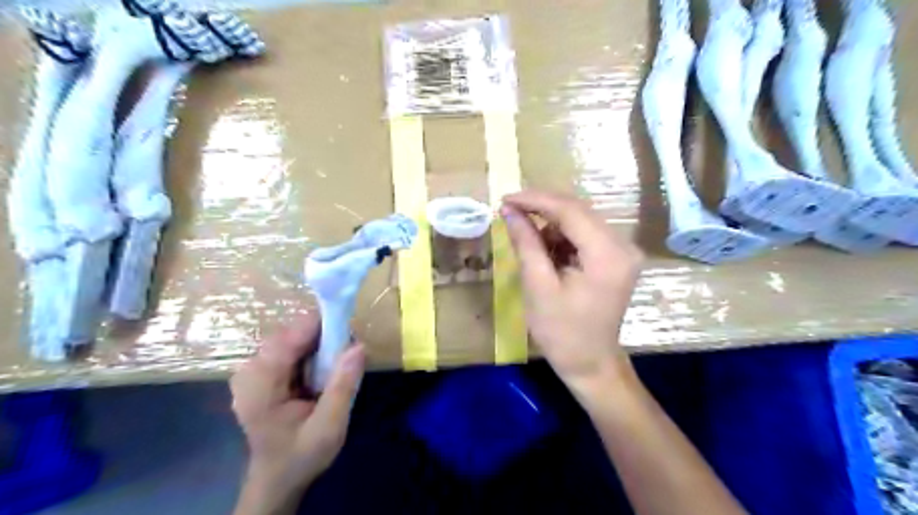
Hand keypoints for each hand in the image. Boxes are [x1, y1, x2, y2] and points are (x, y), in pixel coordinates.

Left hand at [231, 313, 364, 510]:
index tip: (349, 330)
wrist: (277, 478)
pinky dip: (309, 351)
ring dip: (317, 344)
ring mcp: (251, 370)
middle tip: (346, 353)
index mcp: (259, 385)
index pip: (290, 337)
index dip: (321, 326)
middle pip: (290, 333)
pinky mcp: (260, 372)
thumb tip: (358, 345)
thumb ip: (343, 387)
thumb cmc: (302, 455)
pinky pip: (288, 347)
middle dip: (321, 337)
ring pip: (290, 337)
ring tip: (335, 364)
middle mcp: (249, 371)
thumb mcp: (329, 427)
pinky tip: (319, 371)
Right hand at [500, 192, 640, 396]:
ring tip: (525, 236)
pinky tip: (546, 249)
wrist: (590, 363)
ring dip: (551, 223)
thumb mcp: (538, 286)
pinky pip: (586, 234)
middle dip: (542, 207)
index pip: (570, 211)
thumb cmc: (561, 332)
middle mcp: (623, 245)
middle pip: (579, 210)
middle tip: (510, 210)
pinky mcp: (617, 258)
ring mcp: (623, 251)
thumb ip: (526, 243)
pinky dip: (562, 236)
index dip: (535, 200)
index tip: (505, 199)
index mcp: (607, 255)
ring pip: (581, 220)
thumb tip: (510, 211)